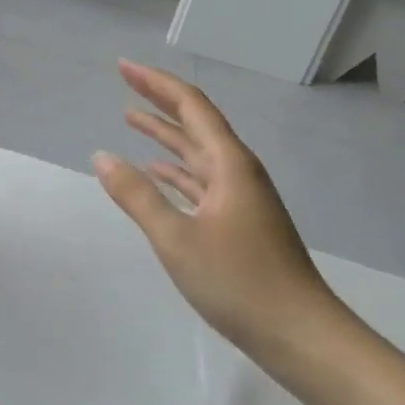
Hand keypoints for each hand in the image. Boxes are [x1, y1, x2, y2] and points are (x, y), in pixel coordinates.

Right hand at [94, 61, 342, 359]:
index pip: (190, 106)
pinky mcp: (238, 223)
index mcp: (228, 164)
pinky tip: (155, 171)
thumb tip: (102, 156)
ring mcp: (240, 198)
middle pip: (194, 123)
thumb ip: (137, 195)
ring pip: (196, 153)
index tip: (123, 67)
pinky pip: (200, 180)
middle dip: (159, 100)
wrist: (302, 337)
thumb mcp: (177, 238)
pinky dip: (174, 170)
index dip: (155, 83)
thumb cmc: (240, 283)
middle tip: (124, 81)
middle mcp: (237, 172)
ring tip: (131, 118)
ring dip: (165, 134)